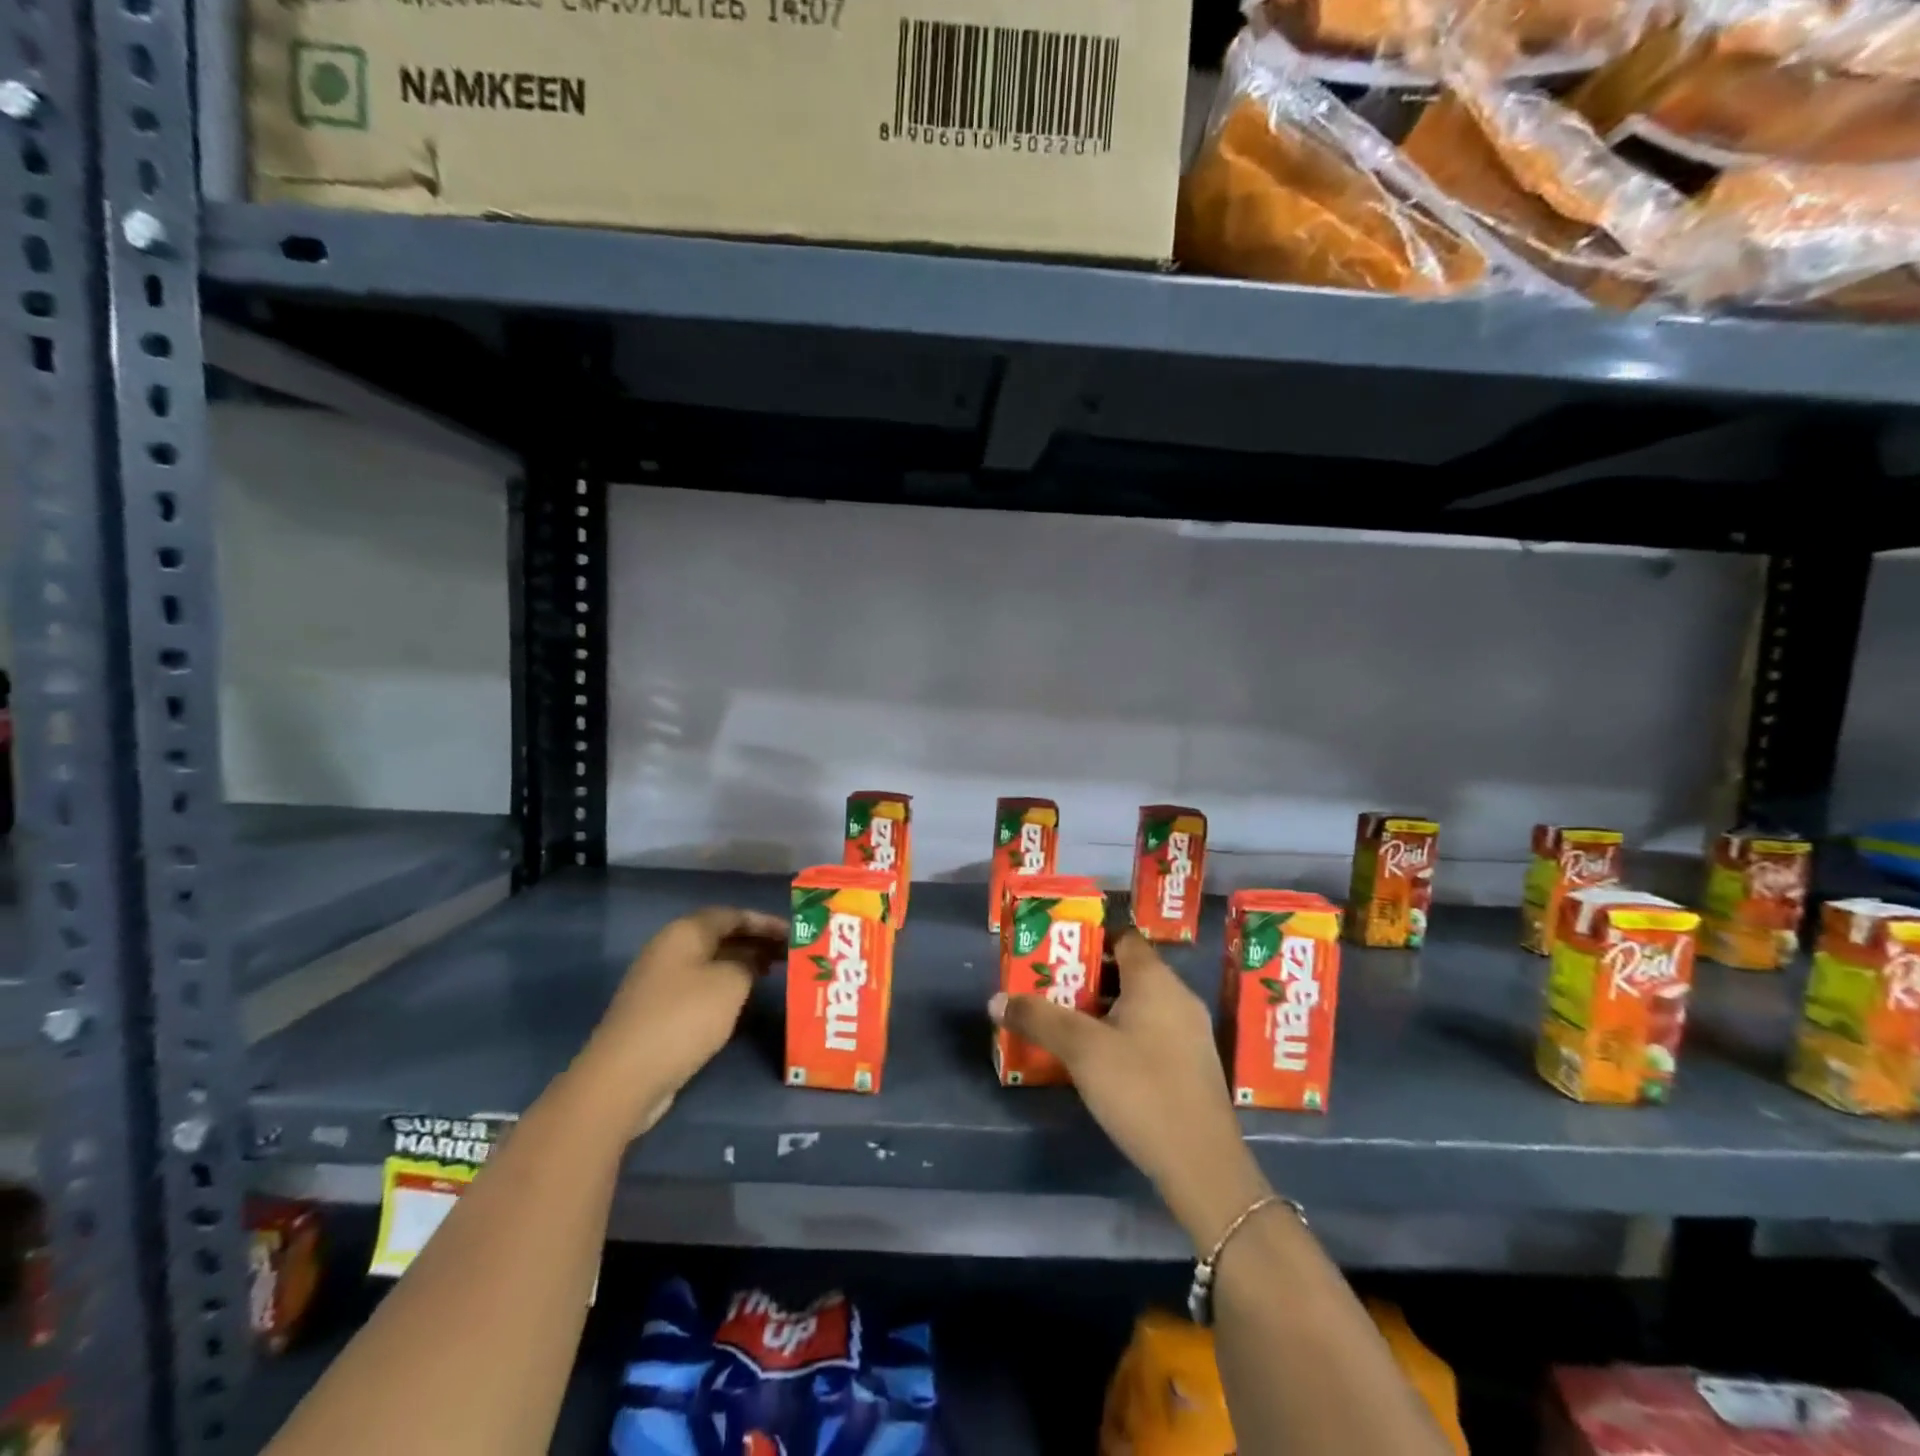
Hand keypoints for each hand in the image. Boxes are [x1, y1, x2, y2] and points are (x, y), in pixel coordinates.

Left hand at [580, 906, 786, 1136]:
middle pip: (720, 936)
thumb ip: (748, 963)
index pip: (733, 914)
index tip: (795, 932)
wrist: (625, 1076)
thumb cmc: (684, 1017)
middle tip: (788, 954)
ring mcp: (660, 981)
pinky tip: (743, 1001)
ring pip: (710, 962)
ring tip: (772, 973)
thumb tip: (750, 960)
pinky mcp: (658, 1010)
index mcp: (685, 932)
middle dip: (755, 942)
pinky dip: (725, 986)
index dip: (765, 921)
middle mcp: (670, 949)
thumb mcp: (730, 983)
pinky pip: (700, 986)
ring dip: (741, 964)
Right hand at [989, 931, 1273, 1251]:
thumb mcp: (1081, 1050)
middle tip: (1051, 989)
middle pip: (1129, 971)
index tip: (1056, 952)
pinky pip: (1153, 1032)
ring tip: (1067, 1023)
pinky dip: (1125, 1034)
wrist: (1201, 1164)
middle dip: (1088, 978)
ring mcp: (1190, 1033)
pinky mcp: (1192, 1066)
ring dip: (1104, 1009)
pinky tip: (1101, 1060)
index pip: (1123, 938)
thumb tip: (996, 999)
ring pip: (1140, 1005)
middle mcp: (1179, 997)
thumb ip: (1038, 1019)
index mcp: (1156, 980)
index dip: (1089, 939)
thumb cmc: (1141, 1089)